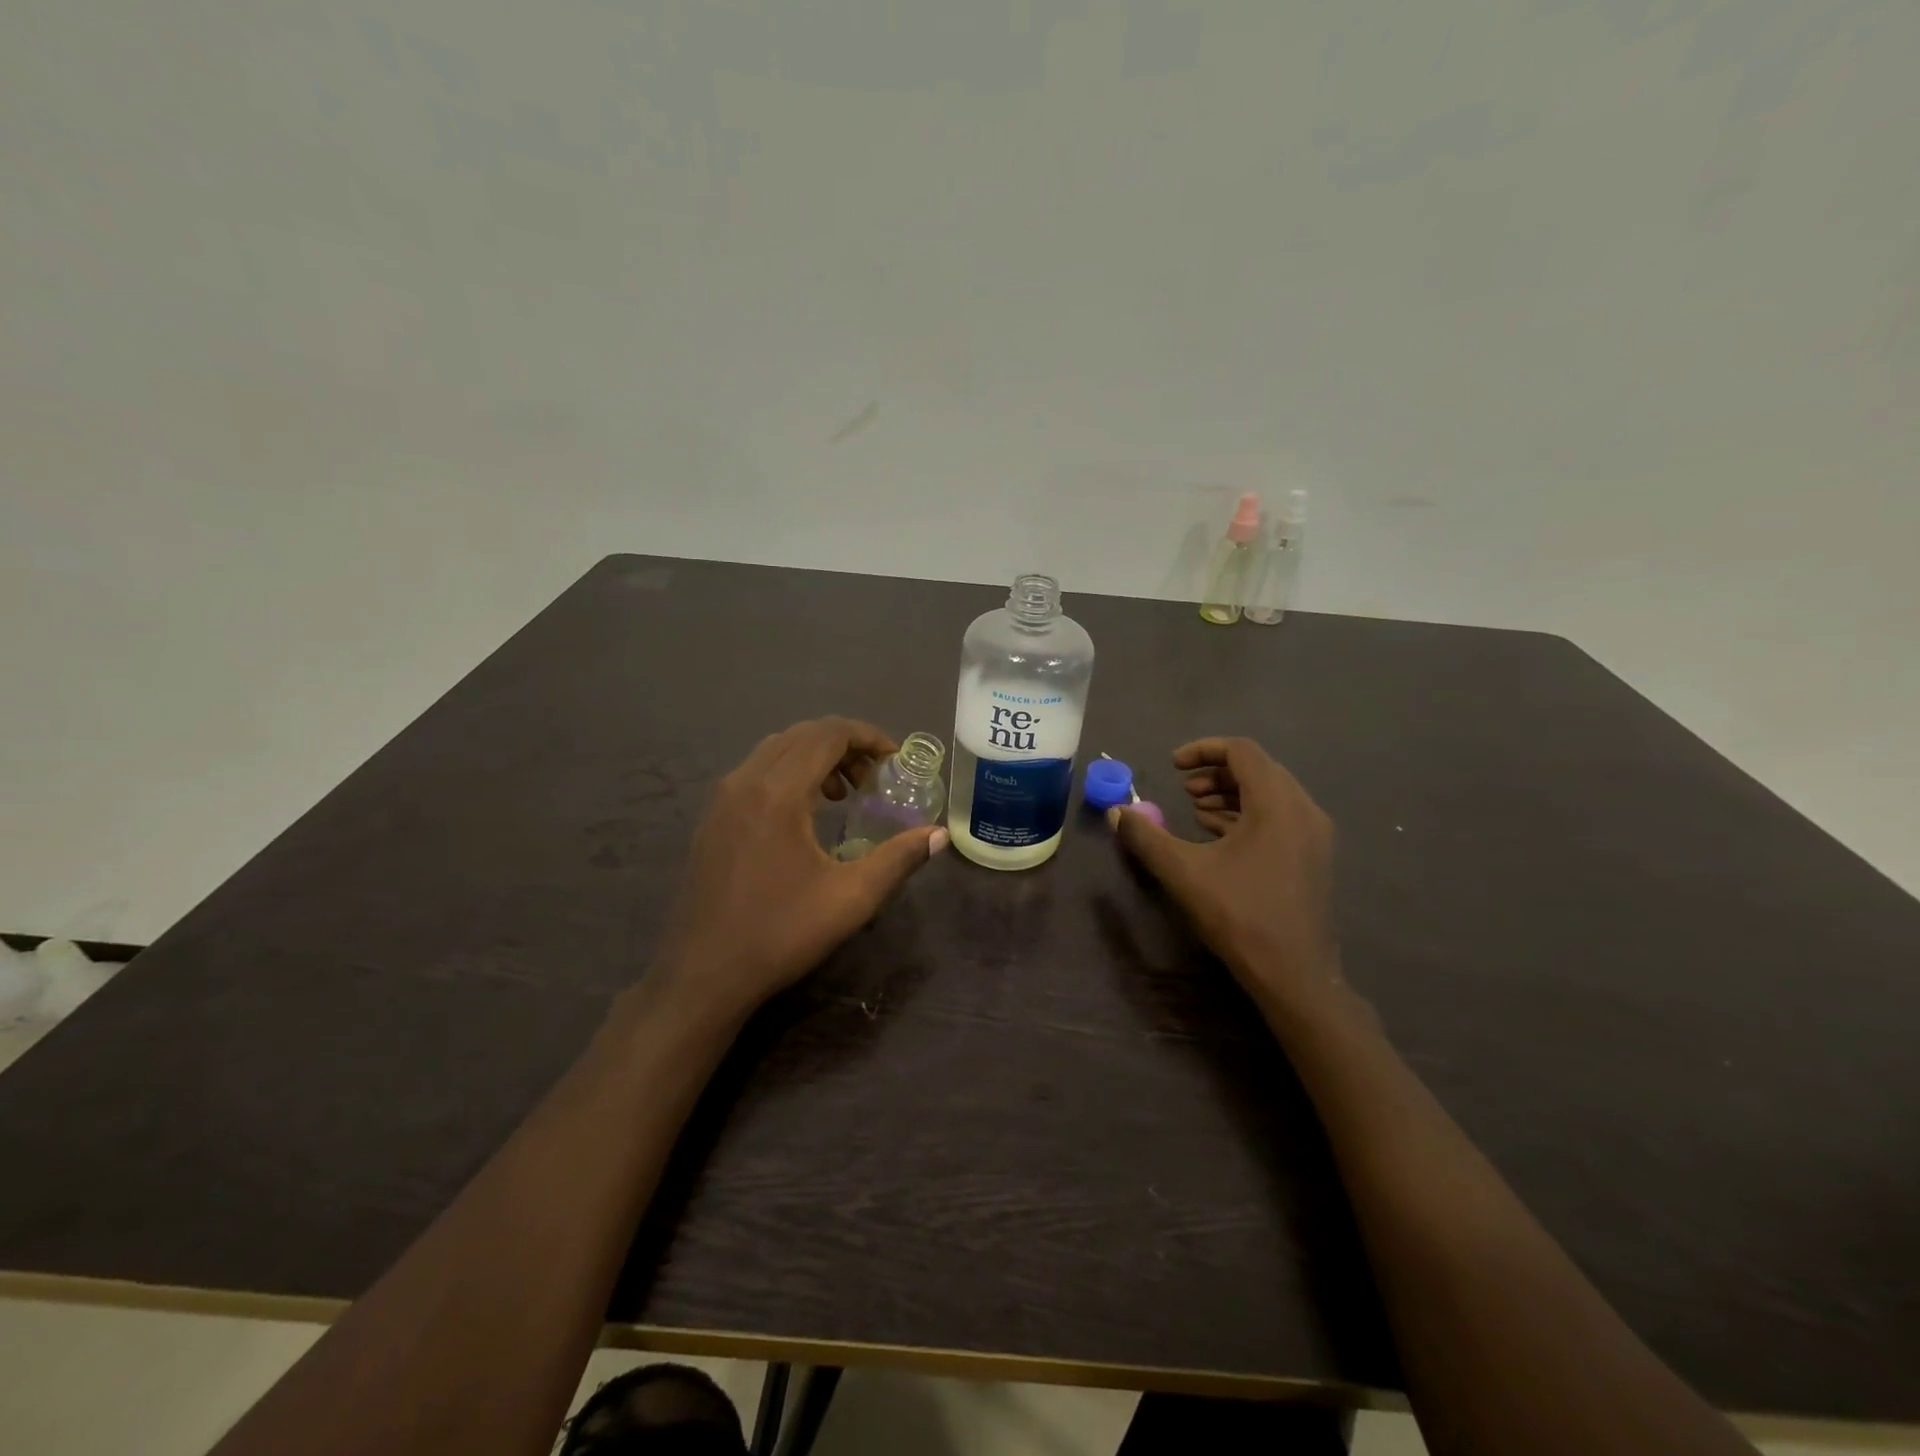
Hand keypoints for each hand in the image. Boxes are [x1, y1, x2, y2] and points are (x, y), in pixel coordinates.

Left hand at [656, 718, 947, 1022]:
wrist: (705, 973)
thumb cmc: (781, 933)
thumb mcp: (851, 898)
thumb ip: (899, 858)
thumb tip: (938, 835)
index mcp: (778, 792)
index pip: (827, 734)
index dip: (867, 736)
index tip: (894, 759)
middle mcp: (745, 781)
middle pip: (801, 734)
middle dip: (844, 744)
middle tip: (873, 778)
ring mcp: (722, 799)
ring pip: (776, 750)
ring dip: (815, 757)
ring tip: (843, 794)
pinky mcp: (712, 818)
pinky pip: (756, 771)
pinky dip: (788, 773)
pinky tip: (804, 813)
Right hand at [1110, 737, 1340, 1009]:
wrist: (1295, 974)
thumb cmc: (1240, 915)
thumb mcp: (1183, 872)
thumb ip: (1147, 837)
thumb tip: (1116, 812)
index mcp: (1277, 803)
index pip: (1242, 751)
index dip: (1203, 750)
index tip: (1173, 766)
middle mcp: (1303, 809)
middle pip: (1258, 769)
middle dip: (1216, 772)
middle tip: (1183, 788)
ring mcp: (1313, 834)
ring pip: (1270, 793)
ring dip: (1231, 793)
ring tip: (1196, 809)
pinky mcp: (1313, 856)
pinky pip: (1279, 816)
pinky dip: (1247, 814)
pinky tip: (1218, 835)